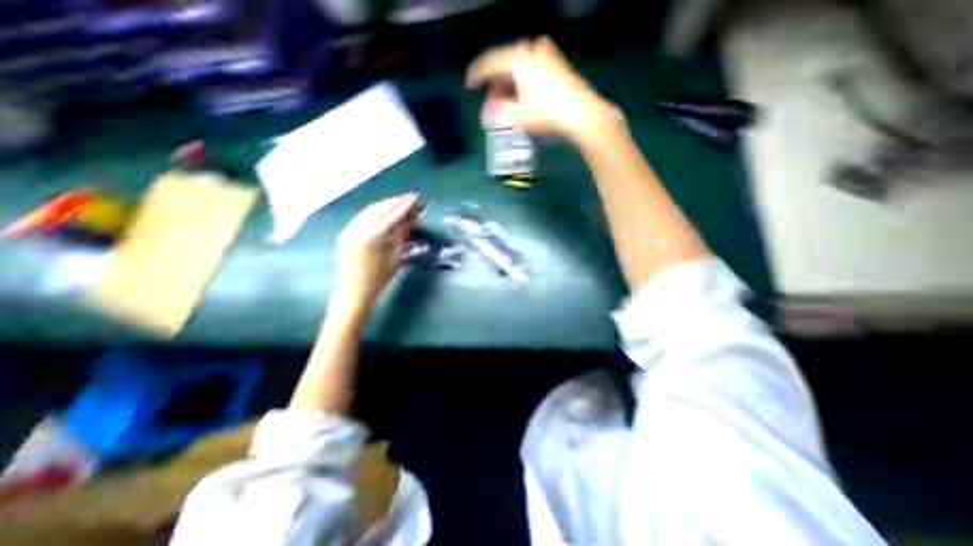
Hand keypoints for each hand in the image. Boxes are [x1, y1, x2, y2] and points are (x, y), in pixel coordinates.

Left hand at [335, 191, 418, 310]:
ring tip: (399, 201)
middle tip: (410, 197)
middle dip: (397, 201)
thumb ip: (402, 234)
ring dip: (386, 203)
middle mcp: (361, 227)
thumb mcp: (396, 256)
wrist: (355, 290)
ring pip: (371, 209)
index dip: (407, 205)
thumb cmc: (380, 277)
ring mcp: (351, 228)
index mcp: (376, 235)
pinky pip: (362, 216)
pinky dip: (375, 210)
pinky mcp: (346, 231)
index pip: (395, 214)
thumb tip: (412, 217)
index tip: (417, 197)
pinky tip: (383, 210)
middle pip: (382, 207)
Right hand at [466, 36, 623, 144]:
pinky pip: (534, 70)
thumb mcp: (516, 117)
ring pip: (522, 67)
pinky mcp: (560, 67)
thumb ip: (497, 115)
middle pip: (507, 64)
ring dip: (511, 83)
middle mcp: (533, 51)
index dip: (477, 74)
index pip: (491, 63)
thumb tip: (486, 115)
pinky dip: (525, 82)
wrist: (582, 115)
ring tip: (507, 101)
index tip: (469, 84)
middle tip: (490, 99)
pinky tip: (525, 96)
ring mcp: (549, 57)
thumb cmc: (546, 114)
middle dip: (496, 83)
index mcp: (518, 59)